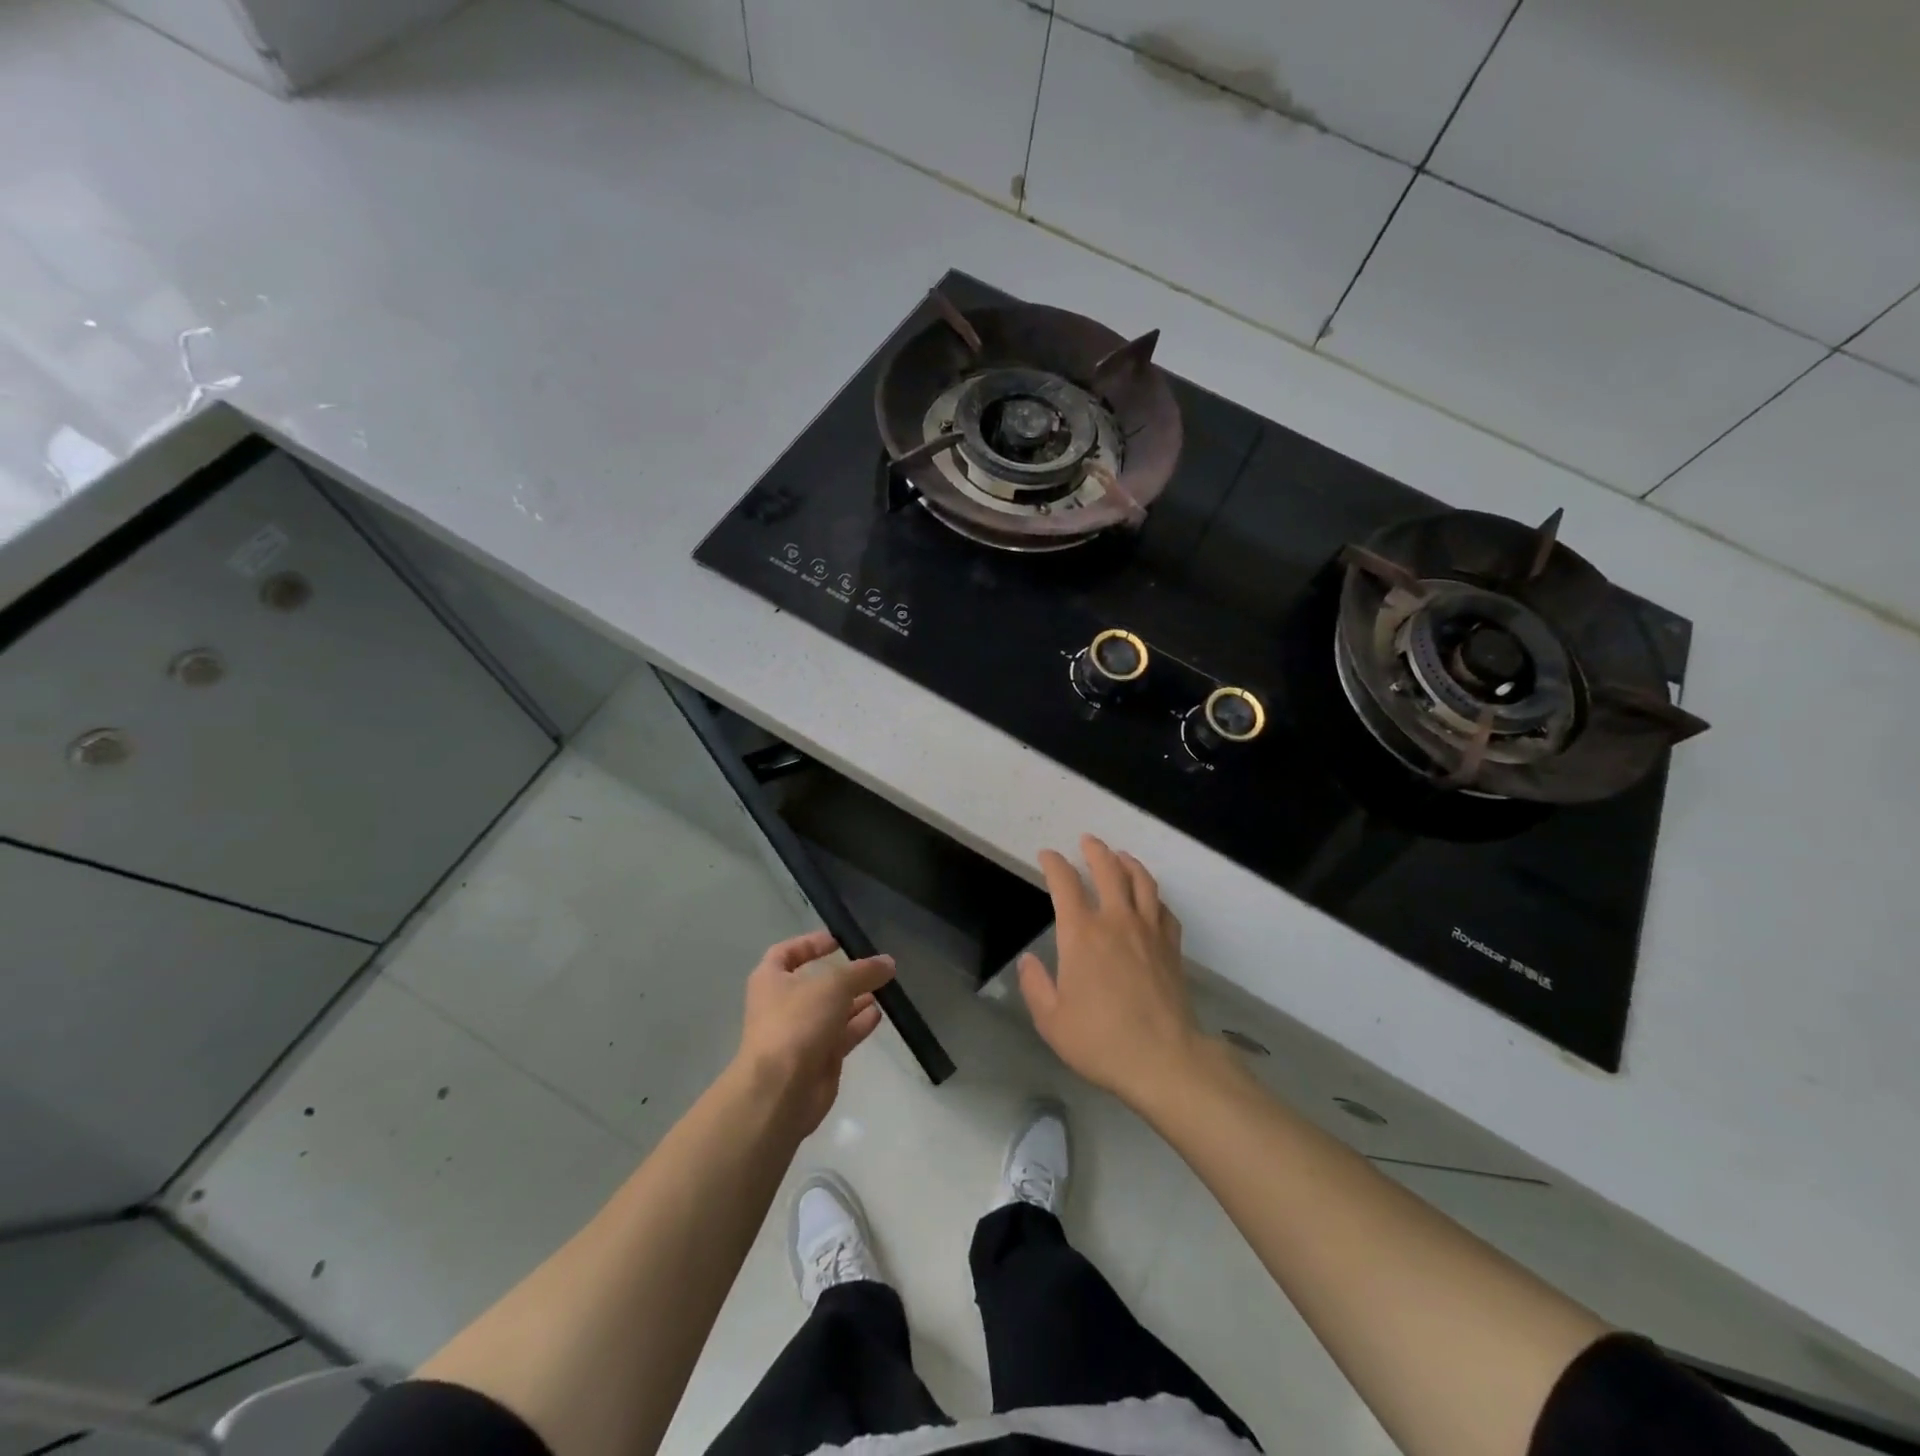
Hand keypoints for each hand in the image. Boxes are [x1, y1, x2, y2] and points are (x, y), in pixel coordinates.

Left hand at [736, 931, 894, 1134]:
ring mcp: (800, 1033)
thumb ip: (863, 972)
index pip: (787, 952)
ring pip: (832, 1010)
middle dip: (843, 975)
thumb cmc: (797, 1023)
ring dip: (855, 999)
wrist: (780, 1091)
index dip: (810, 944)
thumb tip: (888, 962)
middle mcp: (783, 1004)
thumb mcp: (834, 986)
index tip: (838, 940)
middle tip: (873, 966)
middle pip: (816, 982)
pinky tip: (879, 1014)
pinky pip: (841, 1035)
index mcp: (771, 979)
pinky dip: (858, 1024)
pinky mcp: (818, 1058)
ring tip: (884, 987)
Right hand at [1018, 835, 1207, 1109]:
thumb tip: (1029, 961)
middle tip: (1087, 841)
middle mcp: (1116, 921)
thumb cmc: (1100, 1040)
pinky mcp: (1172, 947)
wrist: (1163, 1060)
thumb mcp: (1051, 1020)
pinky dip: (1154, 897)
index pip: (1065, 884)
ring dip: (1128, 863)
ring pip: (1141, 882)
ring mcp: (1149, 931)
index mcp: (1081, 934)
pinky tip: (1150, 900)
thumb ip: (1036, 986)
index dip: (1054, 864)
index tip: (1047, 855)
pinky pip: (1164, 909)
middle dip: (1095, 850)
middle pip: (1108, 870)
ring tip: (1120, 856)